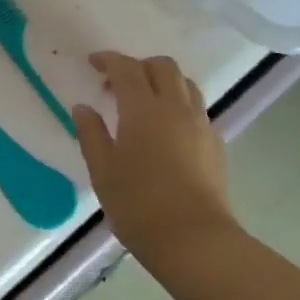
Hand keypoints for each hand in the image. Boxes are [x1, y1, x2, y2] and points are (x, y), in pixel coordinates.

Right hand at [74, 52, 237, 281]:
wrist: (195, 240)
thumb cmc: (138, 204)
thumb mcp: (102, 170)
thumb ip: (91, 133)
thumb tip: (83, 108)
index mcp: (143, 109)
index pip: (126, 68)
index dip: (108, 60)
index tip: (93, 63)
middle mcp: (176, 107)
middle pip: (162, 67)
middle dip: (138, 66)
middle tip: (116, 84)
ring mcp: (200, 124)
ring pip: (185, 83)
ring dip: (162, 81)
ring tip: (144, 102)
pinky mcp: (215, 143)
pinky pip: (197, 108)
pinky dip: (178, 104)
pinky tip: (165, 130)